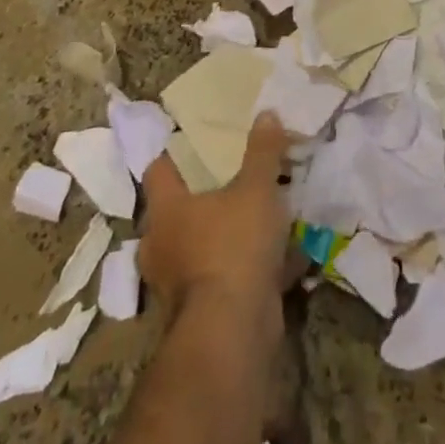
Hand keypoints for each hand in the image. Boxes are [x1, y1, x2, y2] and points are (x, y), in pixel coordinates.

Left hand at [139, 113, 294, 322]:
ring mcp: (179, 283)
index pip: (159, 170)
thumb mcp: (257, 187)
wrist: (233, 330)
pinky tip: (284, 257)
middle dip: (207, 196)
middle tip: (237, 176)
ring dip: (229, 234)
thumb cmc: (234, 244)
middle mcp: (162, 245)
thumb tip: (266, 113)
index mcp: (166, 210)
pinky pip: (227, 276)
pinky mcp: (203, 311)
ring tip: (265, 215)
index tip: (198, 141)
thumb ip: (262, 151)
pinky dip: (249, 267)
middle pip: (180, 210)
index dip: (176, 153)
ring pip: (205, 246)